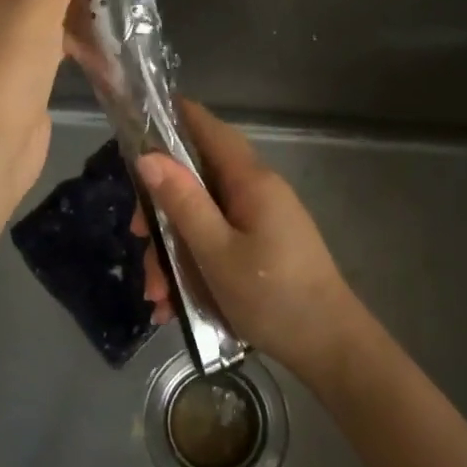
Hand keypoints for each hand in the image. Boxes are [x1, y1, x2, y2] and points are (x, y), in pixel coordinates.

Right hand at [134, 100, 364, 381]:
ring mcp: (261, 219)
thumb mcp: (216, 253)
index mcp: (250, 180)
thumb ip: (183, 202)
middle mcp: (256, 190)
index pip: (208, 128)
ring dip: (174, 250)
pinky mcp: (263, 245)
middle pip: (197, 179)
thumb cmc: (273, 297)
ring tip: (158, 297)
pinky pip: (218, 241)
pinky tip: (175, 305)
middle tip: (137, 240)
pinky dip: (194, 264)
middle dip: (162, 210)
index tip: (136, 125)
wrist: (331, 348)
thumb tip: (148, 157)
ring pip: (203, 217)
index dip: (172, 118)